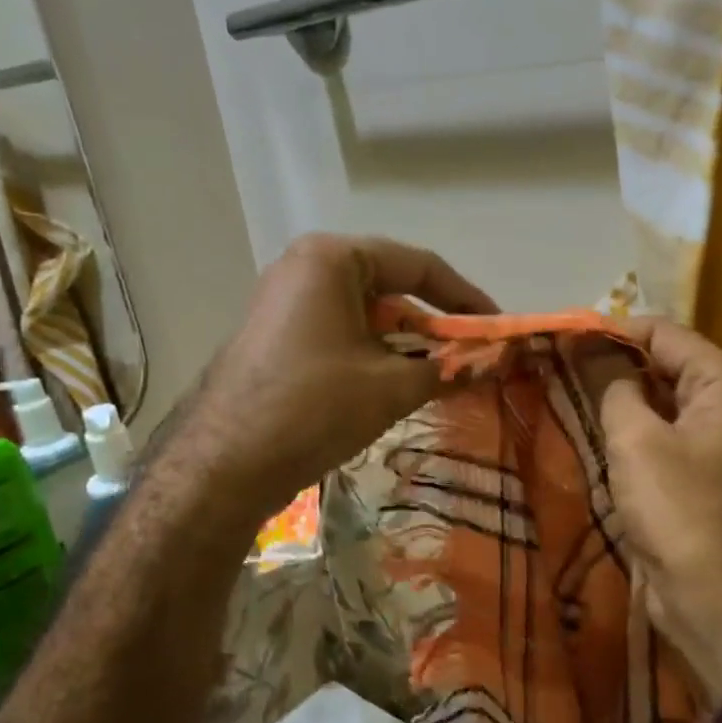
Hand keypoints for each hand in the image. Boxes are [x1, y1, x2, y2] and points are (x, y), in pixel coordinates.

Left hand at [174, 234, 495, 518]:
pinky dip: (372, 355)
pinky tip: (394, 386)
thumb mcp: (390, 386)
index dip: (464, 298)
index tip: (497, 327)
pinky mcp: (277, 337)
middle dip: (432, 325)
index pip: (418, 265)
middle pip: (389, 288)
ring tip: (438, 377)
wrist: (224, 463)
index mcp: (332, 259)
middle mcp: (305, 268)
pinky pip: (339, 334)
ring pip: (364, 316)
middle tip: (469, 357)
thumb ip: (447, 368)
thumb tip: (494, 363)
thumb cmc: (313, 407)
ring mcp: (285, 303)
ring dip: (404, 345)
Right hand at [596, 319, 721, 701]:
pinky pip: (661, 437)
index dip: (611, 330)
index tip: (561, 335)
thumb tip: (592, 348)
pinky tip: (590, 431)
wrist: (721, 604)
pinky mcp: (701, 475)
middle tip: (555, 363)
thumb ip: (613, 386)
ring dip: (616, 399)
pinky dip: (629, 431)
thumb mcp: (637, 441)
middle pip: (664, 365)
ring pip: (659, 403)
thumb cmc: (681, 511)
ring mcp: (718, 442)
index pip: (665, 333)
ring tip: (563, 390)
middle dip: (611, 364)